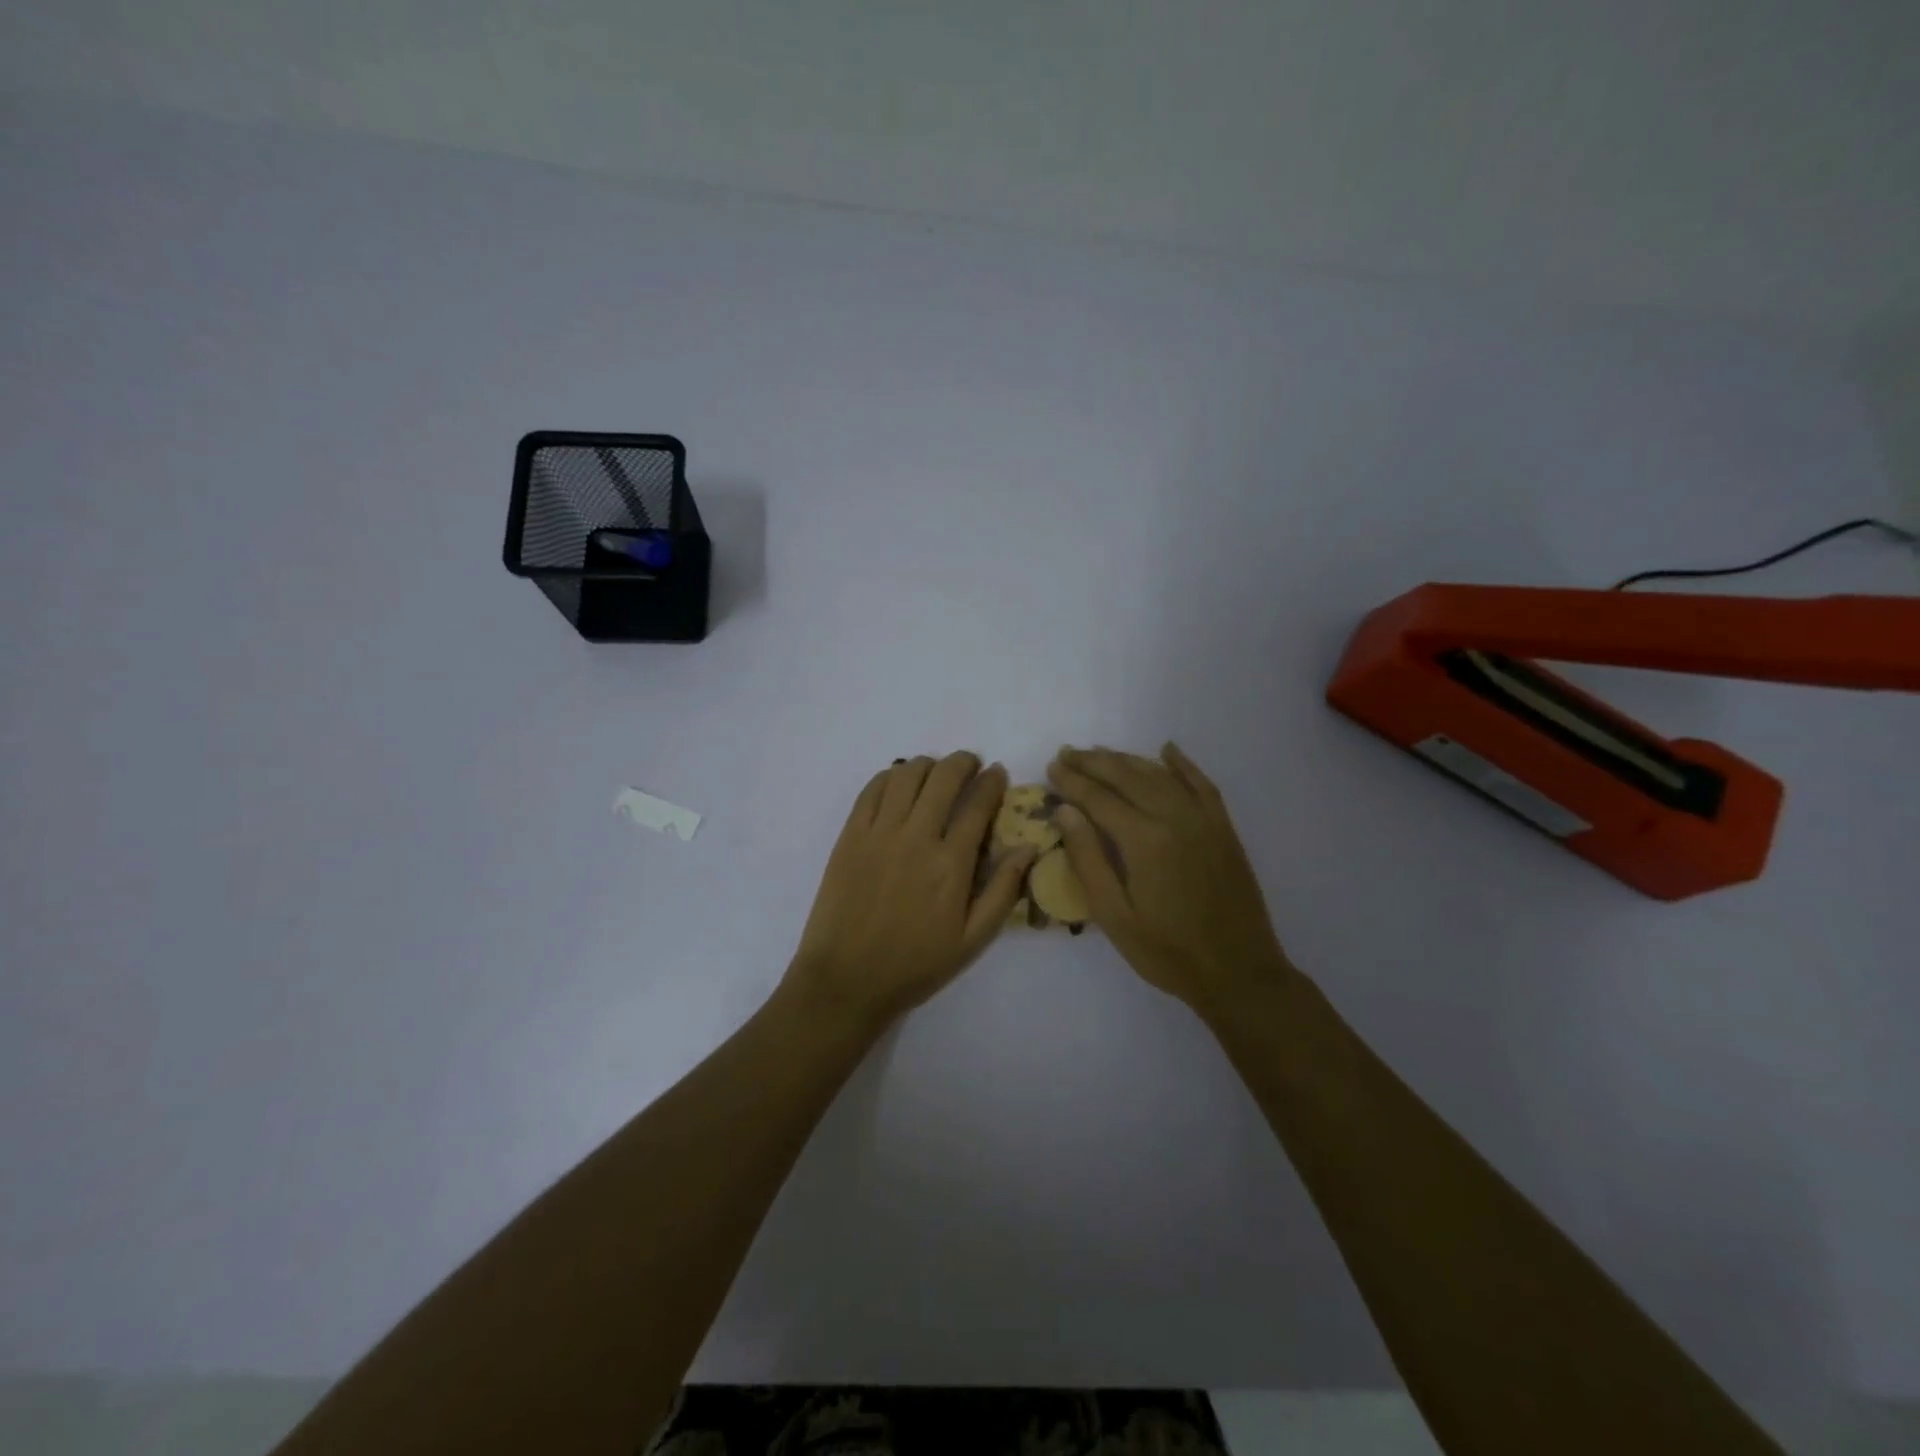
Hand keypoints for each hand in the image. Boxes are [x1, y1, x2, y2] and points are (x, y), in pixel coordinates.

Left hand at [783, 753, 1034, 1030]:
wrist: (846, 979)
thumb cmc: (914, 965)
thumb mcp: (972, 940)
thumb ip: (1003, 891)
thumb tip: (1028, 848)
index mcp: (951, 863)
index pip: (978, 804)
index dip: (992, 782)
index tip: (998, 774)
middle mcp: (917, 836)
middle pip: (944, 777)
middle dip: (963, 762)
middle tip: (971, 764)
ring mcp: (879, 832)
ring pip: (907, 775)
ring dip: (928, 764)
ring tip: (936, 771)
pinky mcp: (850, 835)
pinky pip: (872, 789)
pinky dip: (891, 776)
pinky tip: (900, 781)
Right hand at [1048, 743, 1292, 1013]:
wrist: (1239, 973)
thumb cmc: (1167, 952)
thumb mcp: (1114, 916)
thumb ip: (1088, 859)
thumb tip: (1065, 811)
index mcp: (1144, 840)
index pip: (1099, 798)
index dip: (1073, 781)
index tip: (1052, 767)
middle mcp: (1175, 818)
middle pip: (1127, 777)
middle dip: (1094, 762)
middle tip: (1067, 753)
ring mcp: (1204, 820)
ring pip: (1160, 775)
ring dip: (1127, 759)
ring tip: (1100, 752)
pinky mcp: (1224, 828)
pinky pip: (1201, 784)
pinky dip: (1182, 764)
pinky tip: (1167, 750)